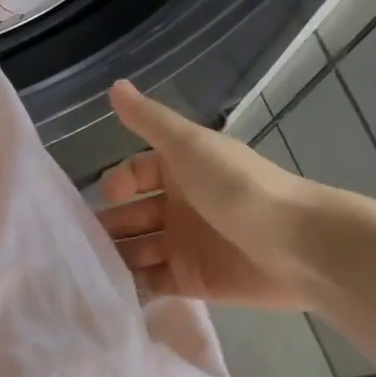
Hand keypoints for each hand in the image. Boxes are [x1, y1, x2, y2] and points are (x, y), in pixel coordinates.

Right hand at [96, 80, 319, 310]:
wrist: (295, 245)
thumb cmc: (238, 188)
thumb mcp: (189, 146)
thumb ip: (148, 120)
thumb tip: (114, 86)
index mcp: (180, 171)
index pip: (135, 173)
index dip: (116, 183)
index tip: (105, 197)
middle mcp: (180, 207)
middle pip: (131, 215)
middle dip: (106, 225)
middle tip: (80, 243)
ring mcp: (185, 246)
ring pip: (136, 250)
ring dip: (114, 256)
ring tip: (90, 269)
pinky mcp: (192, 282)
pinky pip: (152, 282)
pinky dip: (132, 286)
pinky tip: (108, 290)